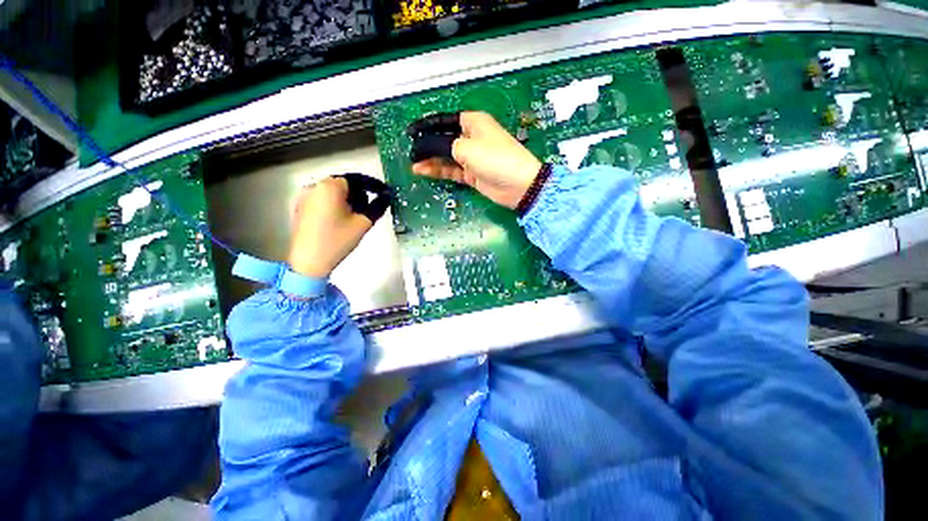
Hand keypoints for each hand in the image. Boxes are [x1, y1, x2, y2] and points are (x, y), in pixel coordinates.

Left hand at [288, 177, 375, 277]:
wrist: (309, 262)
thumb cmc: (337, 240)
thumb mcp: (362, 224)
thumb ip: (377, 207)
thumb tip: (386, 196)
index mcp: (329, 187)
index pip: (356, 180)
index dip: (372, 186)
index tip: (383, 193)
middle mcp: (314, 186)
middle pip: (343, 185)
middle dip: (358, 195)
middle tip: (368, 210)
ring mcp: (304, 197)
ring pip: (332, 193)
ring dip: (347, 201)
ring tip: (354, 218)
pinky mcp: (300, 208)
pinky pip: (322, 200)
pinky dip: (334, 206)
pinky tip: (340, 222)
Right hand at [412, 111, 541, 208]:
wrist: (518, 185)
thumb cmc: (494, 158)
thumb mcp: (465, 148)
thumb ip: (440, 145)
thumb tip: (422, 147)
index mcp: (473, 122)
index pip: (444, 121)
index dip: (426, 126)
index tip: (410, 132)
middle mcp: (471, 137)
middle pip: (444, 139)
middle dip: (427, 146)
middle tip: (411, 153)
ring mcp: (471, 157)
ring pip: (446, 156)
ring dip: (431, 160)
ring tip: (413, 164)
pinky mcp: (471, 174)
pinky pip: (451, 170)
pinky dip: (439, 171)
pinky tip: (424, 172)